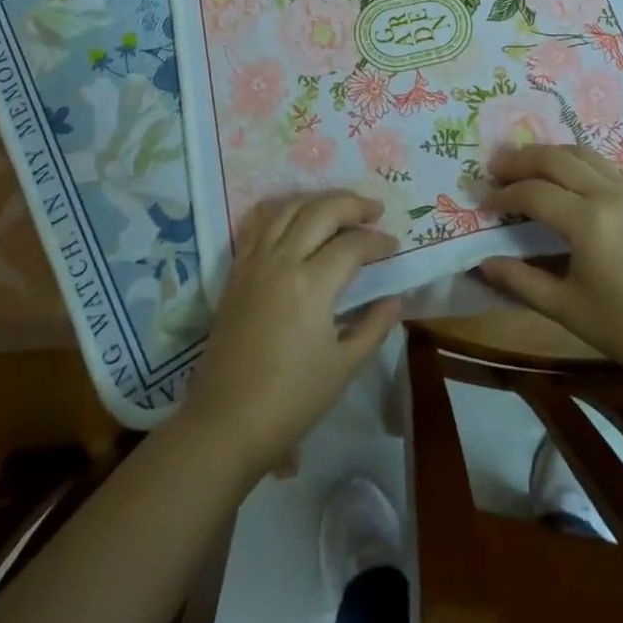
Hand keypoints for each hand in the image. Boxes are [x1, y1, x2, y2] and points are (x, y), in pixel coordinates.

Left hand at [185, 192, 401, 478]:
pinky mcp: (237, 270)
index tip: (394, 246)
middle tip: (374, 209)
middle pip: (321, 211)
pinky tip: (298, 218)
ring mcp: (255, 261)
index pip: (352, 245)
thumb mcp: (343, 367)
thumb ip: (374, 326)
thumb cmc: (291, 400)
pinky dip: (285, 212)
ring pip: (289, 208)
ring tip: (341, 207)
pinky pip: (262, 224)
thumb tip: (396, 297)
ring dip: (319, 200)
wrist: (226, 422)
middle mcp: (282, 260)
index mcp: (311, 284)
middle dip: (352, 204)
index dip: (377, 242)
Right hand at [479, 144, 622, 387]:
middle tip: (496, 166)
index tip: (483, 202)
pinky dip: (582, 161)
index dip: (504, 194)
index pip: (533, 193)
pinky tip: (572, 175)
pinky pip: (608, 164)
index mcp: (588, 221)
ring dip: (551, 153)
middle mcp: (609, 193)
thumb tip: (482, 263)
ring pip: (583, 152)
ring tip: (528, 164)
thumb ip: (521, 282)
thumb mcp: (568, 310)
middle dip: (521, 159)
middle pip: (555, 158)